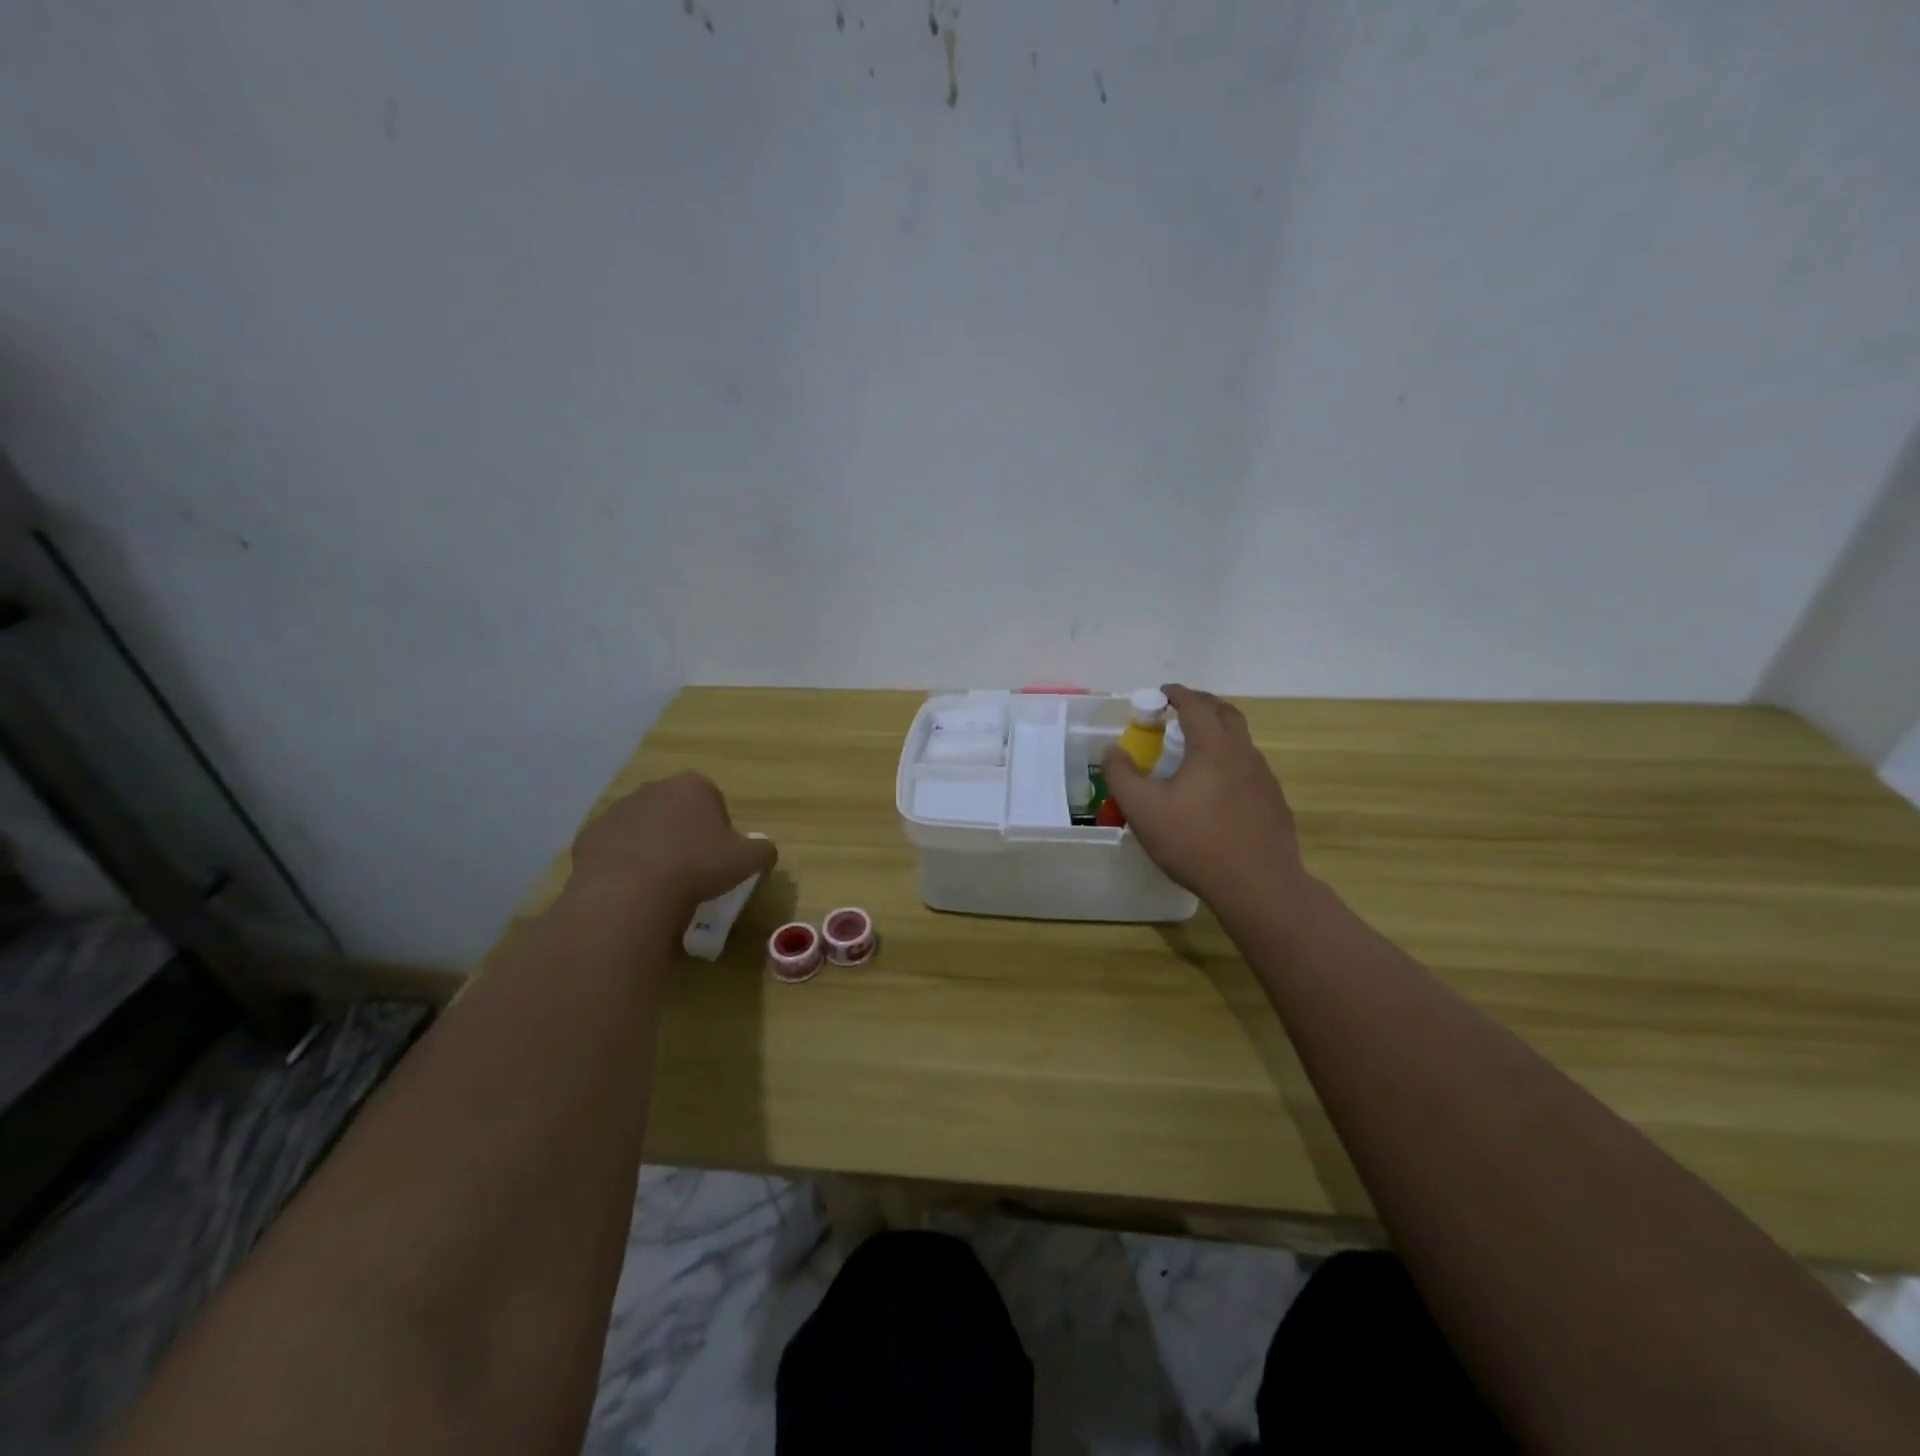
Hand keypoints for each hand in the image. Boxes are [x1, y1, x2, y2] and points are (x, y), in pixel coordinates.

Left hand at [569, 772, 776, 915]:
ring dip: (651, 846)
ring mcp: (616, 811)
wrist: (630, 894)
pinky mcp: (589, 837)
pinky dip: (622, 863)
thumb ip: (763, 850)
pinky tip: (631, 888)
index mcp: (692, 785)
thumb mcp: (748, 861)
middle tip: (691, 868)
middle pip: (674, 810)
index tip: (717, 857)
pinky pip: (613, 848)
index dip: (718, 829)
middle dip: (682, 832)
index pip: (712, 800)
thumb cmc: (696, 867)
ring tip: (659, 882)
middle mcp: (652, 788)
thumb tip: (765, 851)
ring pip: (642, 827)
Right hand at [1102, 685, 1306, 912]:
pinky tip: (1216, 790)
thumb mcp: (1143, 809)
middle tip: (1179, 712)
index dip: (1177, 694)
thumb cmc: (1195, 842)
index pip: (1196, 705)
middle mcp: (1243, 754)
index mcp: (1213, 747)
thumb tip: (1112, 750)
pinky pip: (1249, 770)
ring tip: (1195, 751)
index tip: (1162, 693)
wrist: (1258, 886)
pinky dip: (1230, 763)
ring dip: (1218, 734)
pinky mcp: (1274, 803)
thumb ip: (1121, 775)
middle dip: (1202, 705)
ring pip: (1241, 742)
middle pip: (1226, 714)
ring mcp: (1264, 779)